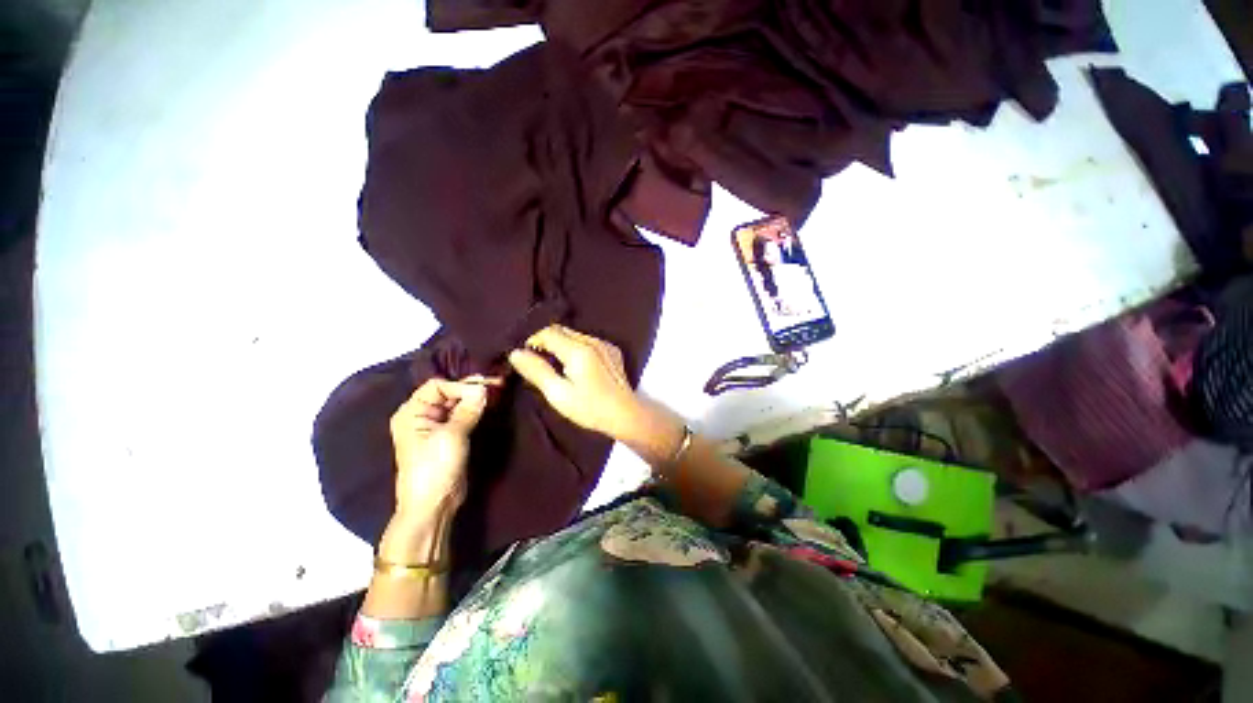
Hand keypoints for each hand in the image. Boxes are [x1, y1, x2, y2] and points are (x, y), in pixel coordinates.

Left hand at [389, 376, 495, 521]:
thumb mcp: (451, 436)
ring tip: (500, 389)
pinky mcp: (452, 435)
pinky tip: (492, 403)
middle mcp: (423, 415)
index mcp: (412, 412)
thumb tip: (484, 388)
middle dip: (473, 388)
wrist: (434, 505)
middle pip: (449, 392)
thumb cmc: (435, 468)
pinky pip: (466, 415)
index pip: (437, 386)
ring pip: (460, 403)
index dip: (460, 386)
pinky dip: (478, 408)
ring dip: (478, 397)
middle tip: (499, 382)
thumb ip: (468, 409)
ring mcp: (437, 426)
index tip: (483, 391)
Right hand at [508, 324, 642, 440]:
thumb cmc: (590, 408)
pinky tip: (576, 366)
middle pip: (561, 330)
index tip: (526, 356)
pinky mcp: (612, 350)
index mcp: (578, 350)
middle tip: (538, 361)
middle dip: (546, 340)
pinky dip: (576, 347)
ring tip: (556, 365)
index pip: (548, 331)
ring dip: (560, 343)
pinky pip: (588, 341)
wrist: (625, 415)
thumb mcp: (559, 394)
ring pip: (574, 334)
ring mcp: (605, 344)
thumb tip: (516, 353)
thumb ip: (537, 371)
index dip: (532, 340)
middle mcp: (593, 341)